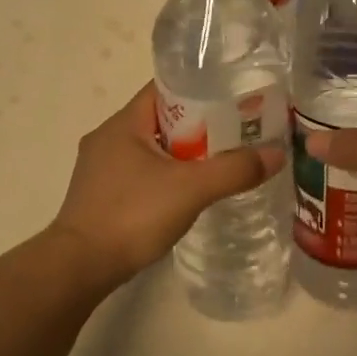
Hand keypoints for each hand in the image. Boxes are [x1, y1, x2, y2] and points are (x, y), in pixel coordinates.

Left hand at [49, 82, 284, 286]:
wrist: (80, 266)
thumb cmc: (132, 215)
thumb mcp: (191, 189)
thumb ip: (234, 170)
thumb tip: (276, 154)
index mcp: (123, 123)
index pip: (165, 89)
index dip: (200, 89)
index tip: (234, 99)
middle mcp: (107, 138)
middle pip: (161, 119)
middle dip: (199, 125)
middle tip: (236, 135)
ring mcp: (100, 168)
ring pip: (151, 149)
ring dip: (182, 154)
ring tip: (219, 164)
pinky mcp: (100, 195)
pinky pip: (141, 174)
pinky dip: (165, 177)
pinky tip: (187, 194)